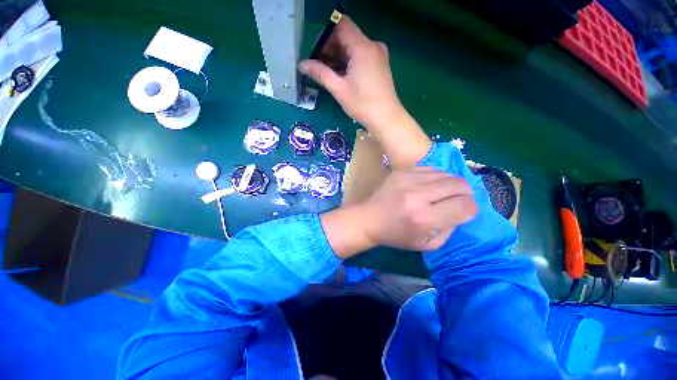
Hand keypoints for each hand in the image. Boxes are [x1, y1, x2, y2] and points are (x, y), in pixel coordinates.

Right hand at [298, 16, 401, 127]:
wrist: (386, 118)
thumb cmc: (362, 104)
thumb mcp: (339, 89)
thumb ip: (320, 73)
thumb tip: (302, 64)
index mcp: (363, 47)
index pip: (341, 25)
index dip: (326, 36)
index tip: (316, 54)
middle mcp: (373, 46)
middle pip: (347, 36)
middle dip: (330, 49)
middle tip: (319, 67)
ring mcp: (378, 55)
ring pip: (354, 48)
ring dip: (339, 58)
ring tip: (329, 75)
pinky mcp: (380, 65)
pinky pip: (361, 57)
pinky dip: (350, 63)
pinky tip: (342, 77)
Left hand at [321, 167, 476, 257]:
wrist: (369, 219)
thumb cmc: (396, 235)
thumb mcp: (427, 244)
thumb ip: (450, 228)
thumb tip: (463, 209)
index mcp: (423, 217)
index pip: (465, 205)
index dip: (470, 209)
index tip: (463, 212)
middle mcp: (417, 194)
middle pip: (460, 185)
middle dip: (465, 194)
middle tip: (457, 202)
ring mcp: (408, 179)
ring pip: (447, 174)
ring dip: (451, 185)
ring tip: (441, 195)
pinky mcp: (402, 171)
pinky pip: (431, 169)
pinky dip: (436, 178)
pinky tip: (429, 187)